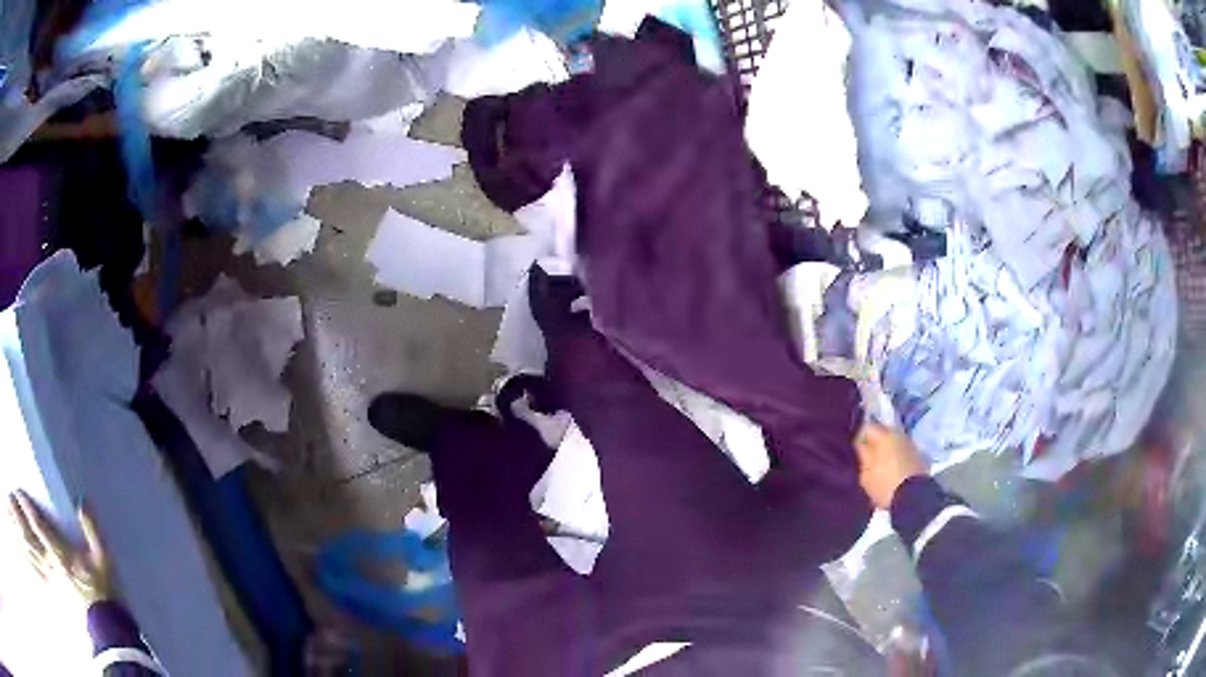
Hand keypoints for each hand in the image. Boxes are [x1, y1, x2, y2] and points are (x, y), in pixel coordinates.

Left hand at [7, 491, 111, 604]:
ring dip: (36, 553)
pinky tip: (45, 576)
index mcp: (60, 552)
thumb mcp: (104, 560)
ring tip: (31, 546)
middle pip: (37, 545)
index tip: (19, 495)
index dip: (27, 508)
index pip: (39, 525)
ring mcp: (60, 584)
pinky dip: (46, 574)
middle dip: (29, 533)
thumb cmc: (105, 593)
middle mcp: (55, 565)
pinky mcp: (66, 599)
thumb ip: (92, 530)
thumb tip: (82, 502)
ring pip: (43, 563)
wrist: (113, 633)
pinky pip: (51, 581)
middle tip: (22, 519)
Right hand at [856, 423, 927, 509]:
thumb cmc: (885, 484)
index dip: (859, 438)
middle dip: (875, 443)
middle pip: (883, 433)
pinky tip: (895, 472)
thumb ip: (862, 455)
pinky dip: (899, 458)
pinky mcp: (921, 457)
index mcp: (885, 436)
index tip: (855, 451)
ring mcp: (912, 446)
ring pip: (895, 443)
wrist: (914, 497)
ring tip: (882, 467)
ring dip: (888, 451)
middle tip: (867, 459)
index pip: (867, 428)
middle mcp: (900, 435)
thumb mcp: (866, 474)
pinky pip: (905, 453)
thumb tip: (860, 444)